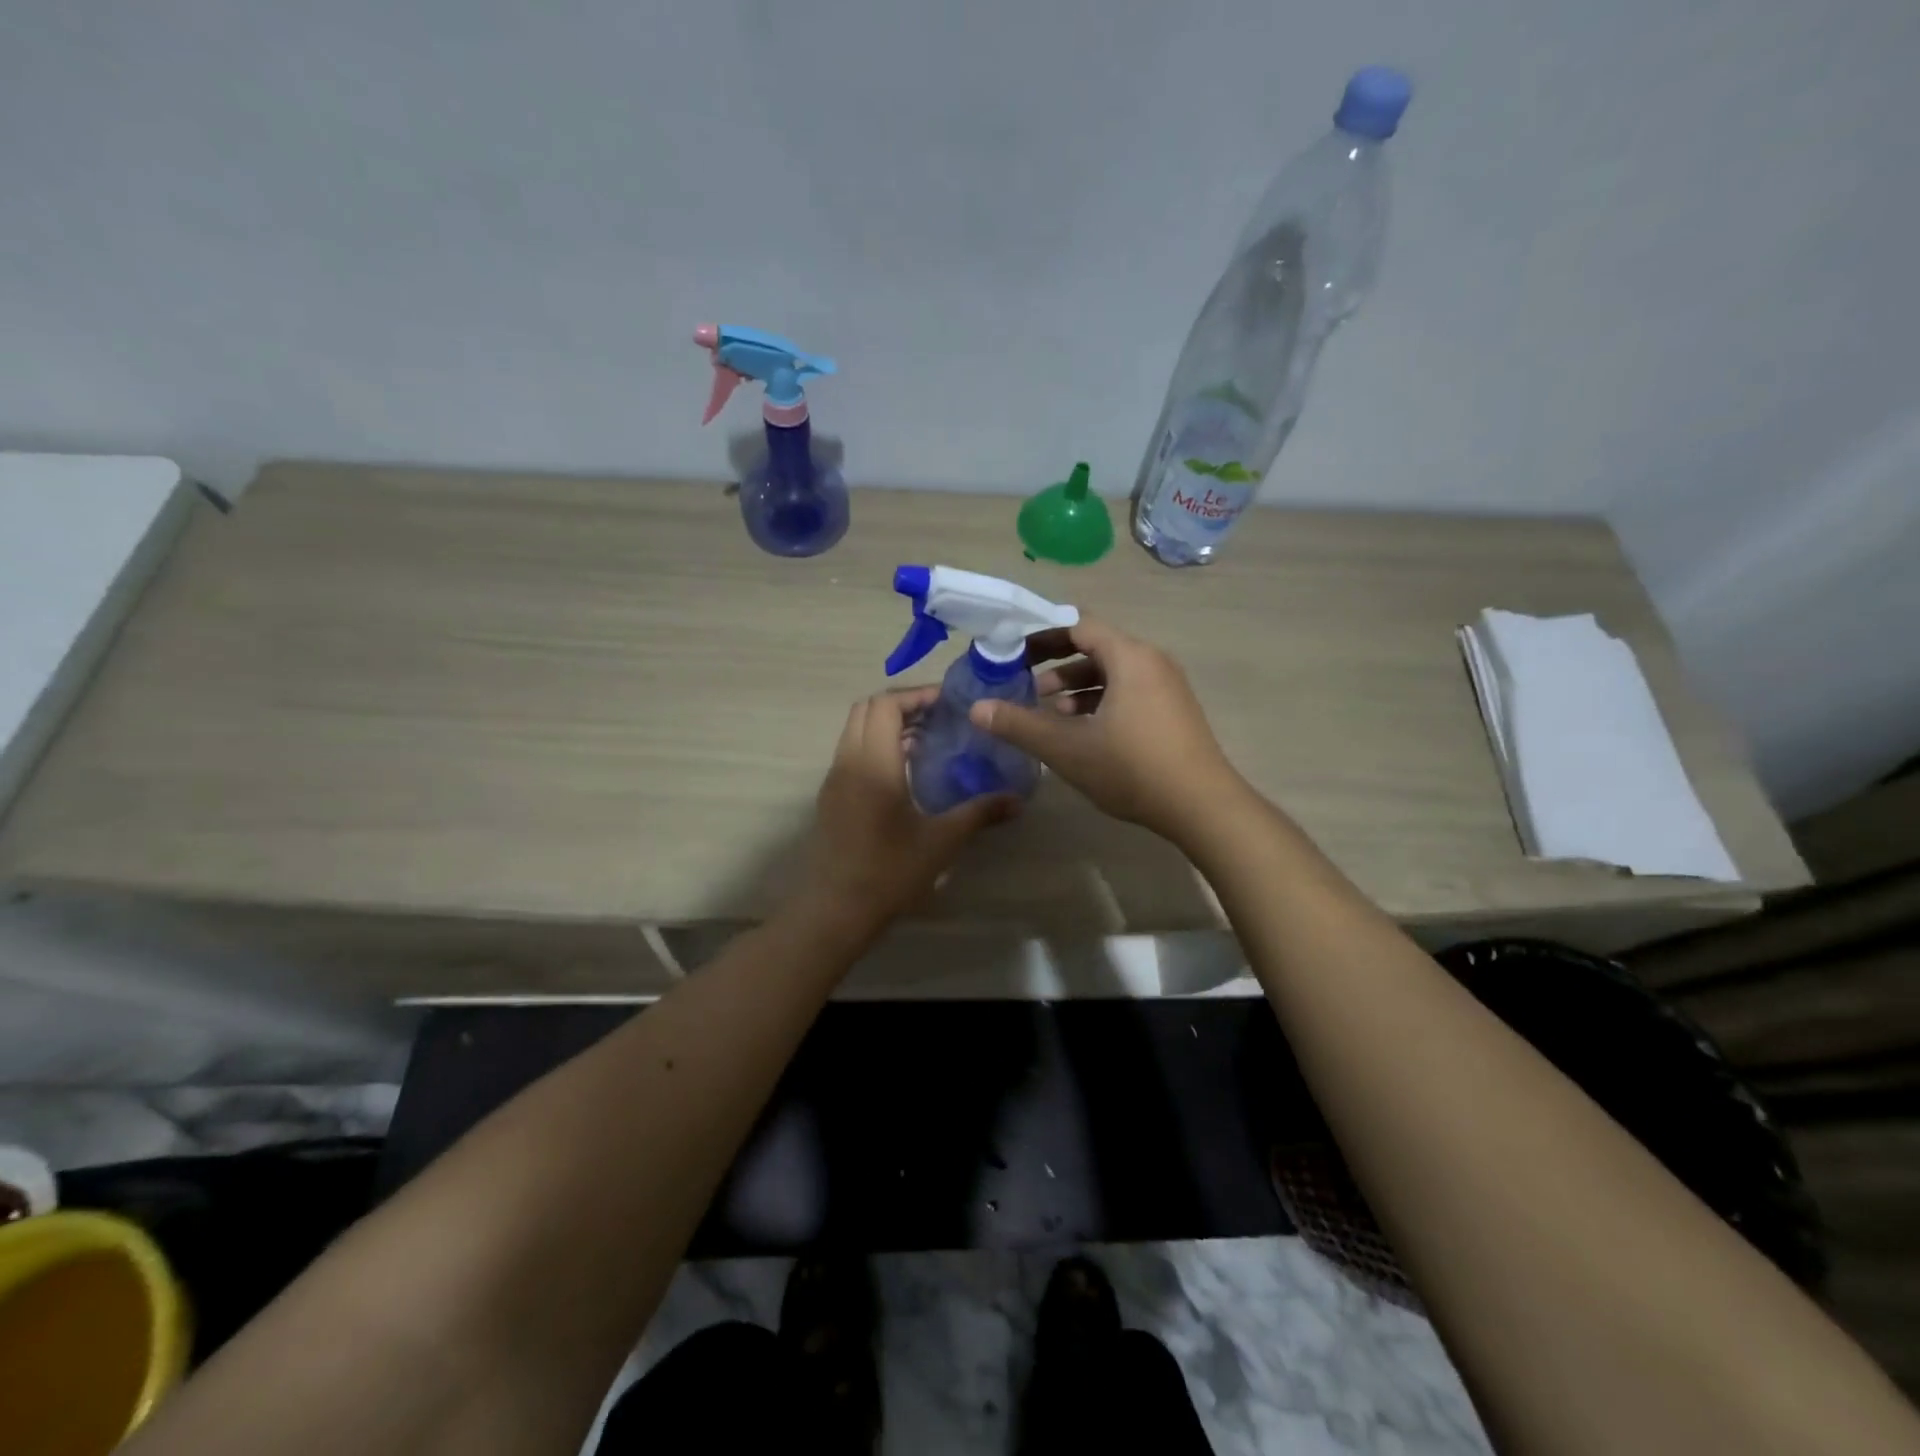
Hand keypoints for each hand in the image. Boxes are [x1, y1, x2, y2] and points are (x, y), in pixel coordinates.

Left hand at [796, 687, 1019, 930]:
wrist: (835, 910)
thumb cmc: (889, 872)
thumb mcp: (941, 841)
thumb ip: (980, 813)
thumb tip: (1018, 801)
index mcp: (874, 763)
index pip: (886, 704)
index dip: (916, 695)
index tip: (948, 704)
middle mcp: (848, 762)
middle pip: (866, 709)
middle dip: (902, 704)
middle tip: (939, 717)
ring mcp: (834, 779)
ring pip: (855, 730)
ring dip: (887, 724)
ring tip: (927, 740)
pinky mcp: (831, 797)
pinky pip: (851, 752)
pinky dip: (876, 745)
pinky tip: (905, 771)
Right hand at [968, 617, 1246, 846]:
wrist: (1203, 806)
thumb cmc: (1133, 768)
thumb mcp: (1067, 748)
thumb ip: (1020, 725)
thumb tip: (977, 709)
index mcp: (1130, 656)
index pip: (1077, 625)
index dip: (1040, 635)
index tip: (1012, 651)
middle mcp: (1152, 661)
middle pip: (1095, 647)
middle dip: (1055, 664)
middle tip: (1022, 683)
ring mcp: (1167, 687)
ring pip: (1112, 673)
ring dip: (1076, 688)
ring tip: (1047, 713)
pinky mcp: (1173, 711)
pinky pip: (1129, 692)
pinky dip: (1100, 702)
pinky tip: (1082, 732)